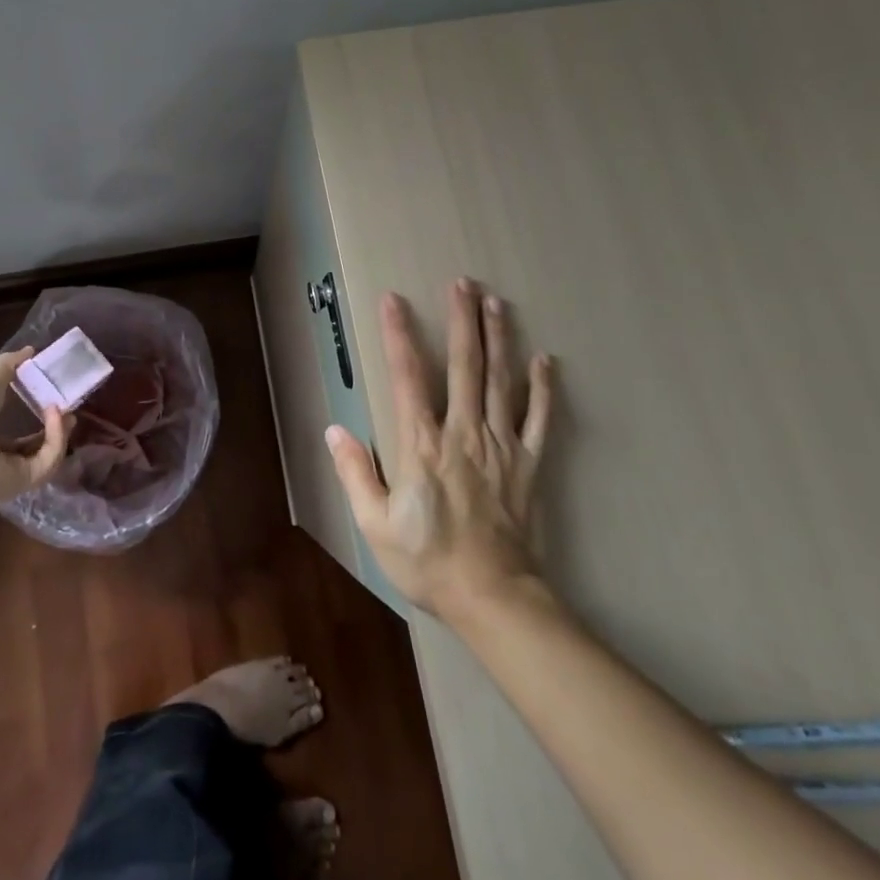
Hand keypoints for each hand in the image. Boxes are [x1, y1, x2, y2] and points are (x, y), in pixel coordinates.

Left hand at [0, 349, 69, 505]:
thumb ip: (9, 365)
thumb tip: (30, 350)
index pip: (15, 431)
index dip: (35, 415)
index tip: (52, 397)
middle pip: (35, 447)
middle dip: (54, 428)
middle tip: (68, 407)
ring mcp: (11, 472)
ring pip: (46, 456)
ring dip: (59, 432)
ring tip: (64, 409)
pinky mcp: (24, 481)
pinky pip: (48, 460)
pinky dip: (56, 437)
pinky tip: (56, 415)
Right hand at [327, 280, 553, 618]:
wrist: (492, 597)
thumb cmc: (428, 562)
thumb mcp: (375, 525)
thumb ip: (355, 473)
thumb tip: (334, 430)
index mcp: (422, 444)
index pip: (407, 376)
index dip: (399, 335)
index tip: (394, 299)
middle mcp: (463, 432)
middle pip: (463, 365)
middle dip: (460, 320)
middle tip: (462, 282)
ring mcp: (500, 445)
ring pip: (500, 380)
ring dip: (498, 338)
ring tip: (496, 302)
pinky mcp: (528, 463)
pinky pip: (539, 419)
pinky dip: (542, 388)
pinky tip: (544, 360)